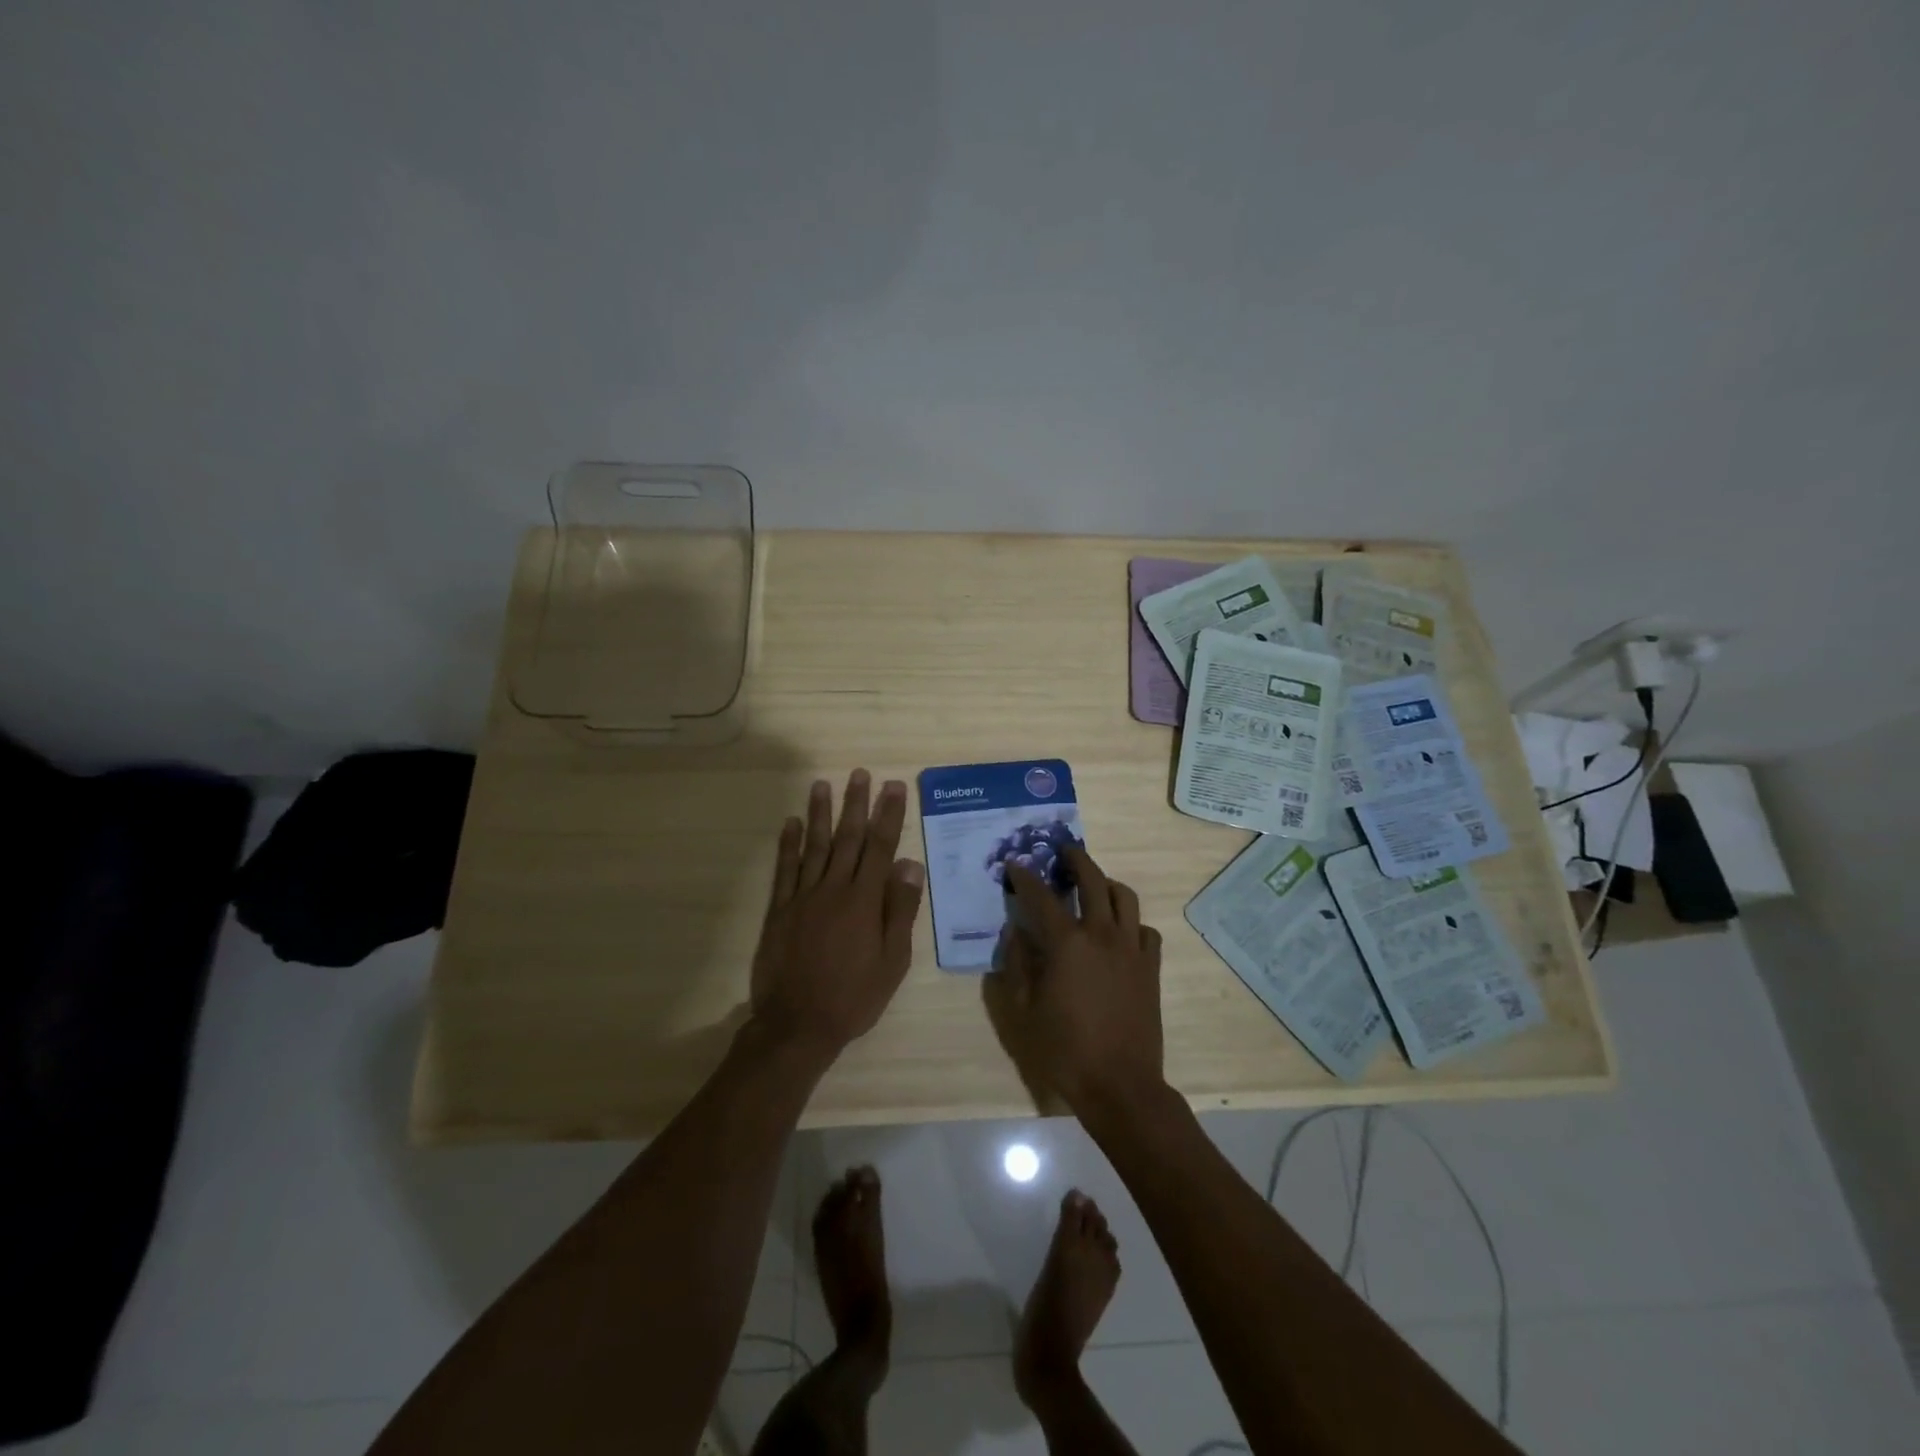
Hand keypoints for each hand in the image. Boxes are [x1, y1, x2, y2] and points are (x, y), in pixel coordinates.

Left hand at [751, 770, 925, 1055]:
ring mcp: (803, 897)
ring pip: (814, 846)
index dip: (889, 815)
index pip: (881, 848)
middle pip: (848, 838)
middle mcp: (833, 889)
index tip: (894, 787)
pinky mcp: (780, 910)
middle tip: (860, 774)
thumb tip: (909, 865)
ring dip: (819, 814)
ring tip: (823, 784)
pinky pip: (785, 869)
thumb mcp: (893, 961)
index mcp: (864, 901)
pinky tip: (790, 823)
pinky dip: (787, 844)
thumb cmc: (854, 996)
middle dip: (856, 804)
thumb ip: (900, 910)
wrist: (798, 1025)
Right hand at [988, 847, 1165, 1114]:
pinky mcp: (1150, 967)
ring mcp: (1131, 949)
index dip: (1025, 877)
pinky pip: (1145, 930)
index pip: (1041, 896)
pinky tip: (1120, 933)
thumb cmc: (1064, 1049)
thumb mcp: (1023, 1010)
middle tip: (1063, 851)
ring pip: (1124, 897)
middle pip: (1092, 880)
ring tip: (1094, 886)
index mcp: (1066, 943)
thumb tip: (1017, 932)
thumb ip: (1018, 964)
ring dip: (1106, 883)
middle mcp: (1102, 934)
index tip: (1014, 864)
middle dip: (1075, 859)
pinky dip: (1131, 922)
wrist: (1119, 1084)